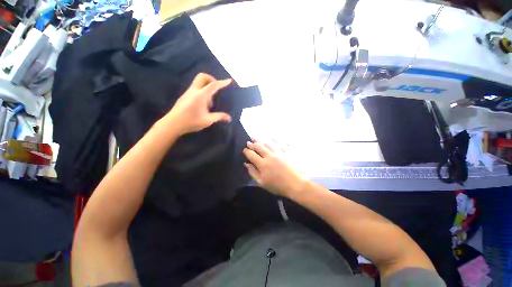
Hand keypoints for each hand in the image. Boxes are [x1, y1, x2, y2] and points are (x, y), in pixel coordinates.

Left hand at [167, 73, 232, 134]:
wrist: (173, 124)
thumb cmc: (191, 121)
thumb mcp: (208, 120)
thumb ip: (219, 117)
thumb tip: (229, 118)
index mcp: (201, 95)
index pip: (213, 85)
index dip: (222, 83)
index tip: (229, 80)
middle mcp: (194, 91)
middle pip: (202, 76)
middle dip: (211, 79)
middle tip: (216, 89)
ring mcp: (188, 93)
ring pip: (198, 83)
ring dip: (207, 89)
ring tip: (209, 104)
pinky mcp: (185, 96)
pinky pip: (195, 89)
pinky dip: (202, 93)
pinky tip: (202, 106)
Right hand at [243, 140, 308, 196]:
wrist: (295, 184)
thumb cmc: (277, 185)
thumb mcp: (262, 183)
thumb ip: (253, 172)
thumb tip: (246, 164)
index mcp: (262, 164)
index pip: (252, 155)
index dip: (247, 151)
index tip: (244, 149)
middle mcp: (269, 156)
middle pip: (259, 146)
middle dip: (252, 144)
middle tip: (248, 142)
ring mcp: (278, 152)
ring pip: (267, 143)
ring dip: (260, 140)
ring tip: (256, 138)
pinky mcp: (286, 152)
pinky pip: (279, 143)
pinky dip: (275, 139)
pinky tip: (272, 137)